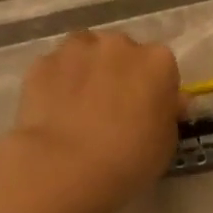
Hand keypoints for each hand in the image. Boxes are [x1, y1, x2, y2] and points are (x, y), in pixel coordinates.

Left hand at [6, 30, 181, 212]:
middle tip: (112, 109)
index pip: (162, 68)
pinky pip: (55, 69)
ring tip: (79, 106)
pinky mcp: (42, 63)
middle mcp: (119, 45)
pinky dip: (56, 83)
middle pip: (122, 53)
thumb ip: (168, 113)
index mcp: (157, 61)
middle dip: (119, 73)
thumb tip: (170, 100)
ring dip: (87, 70)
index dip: (154, 90)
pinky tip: (54, 111)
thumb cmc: (129, 159)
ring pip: (85, 52)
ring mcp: (76, 50)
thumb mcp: (166, 143)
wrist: (65, 167)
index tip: (146, 112)